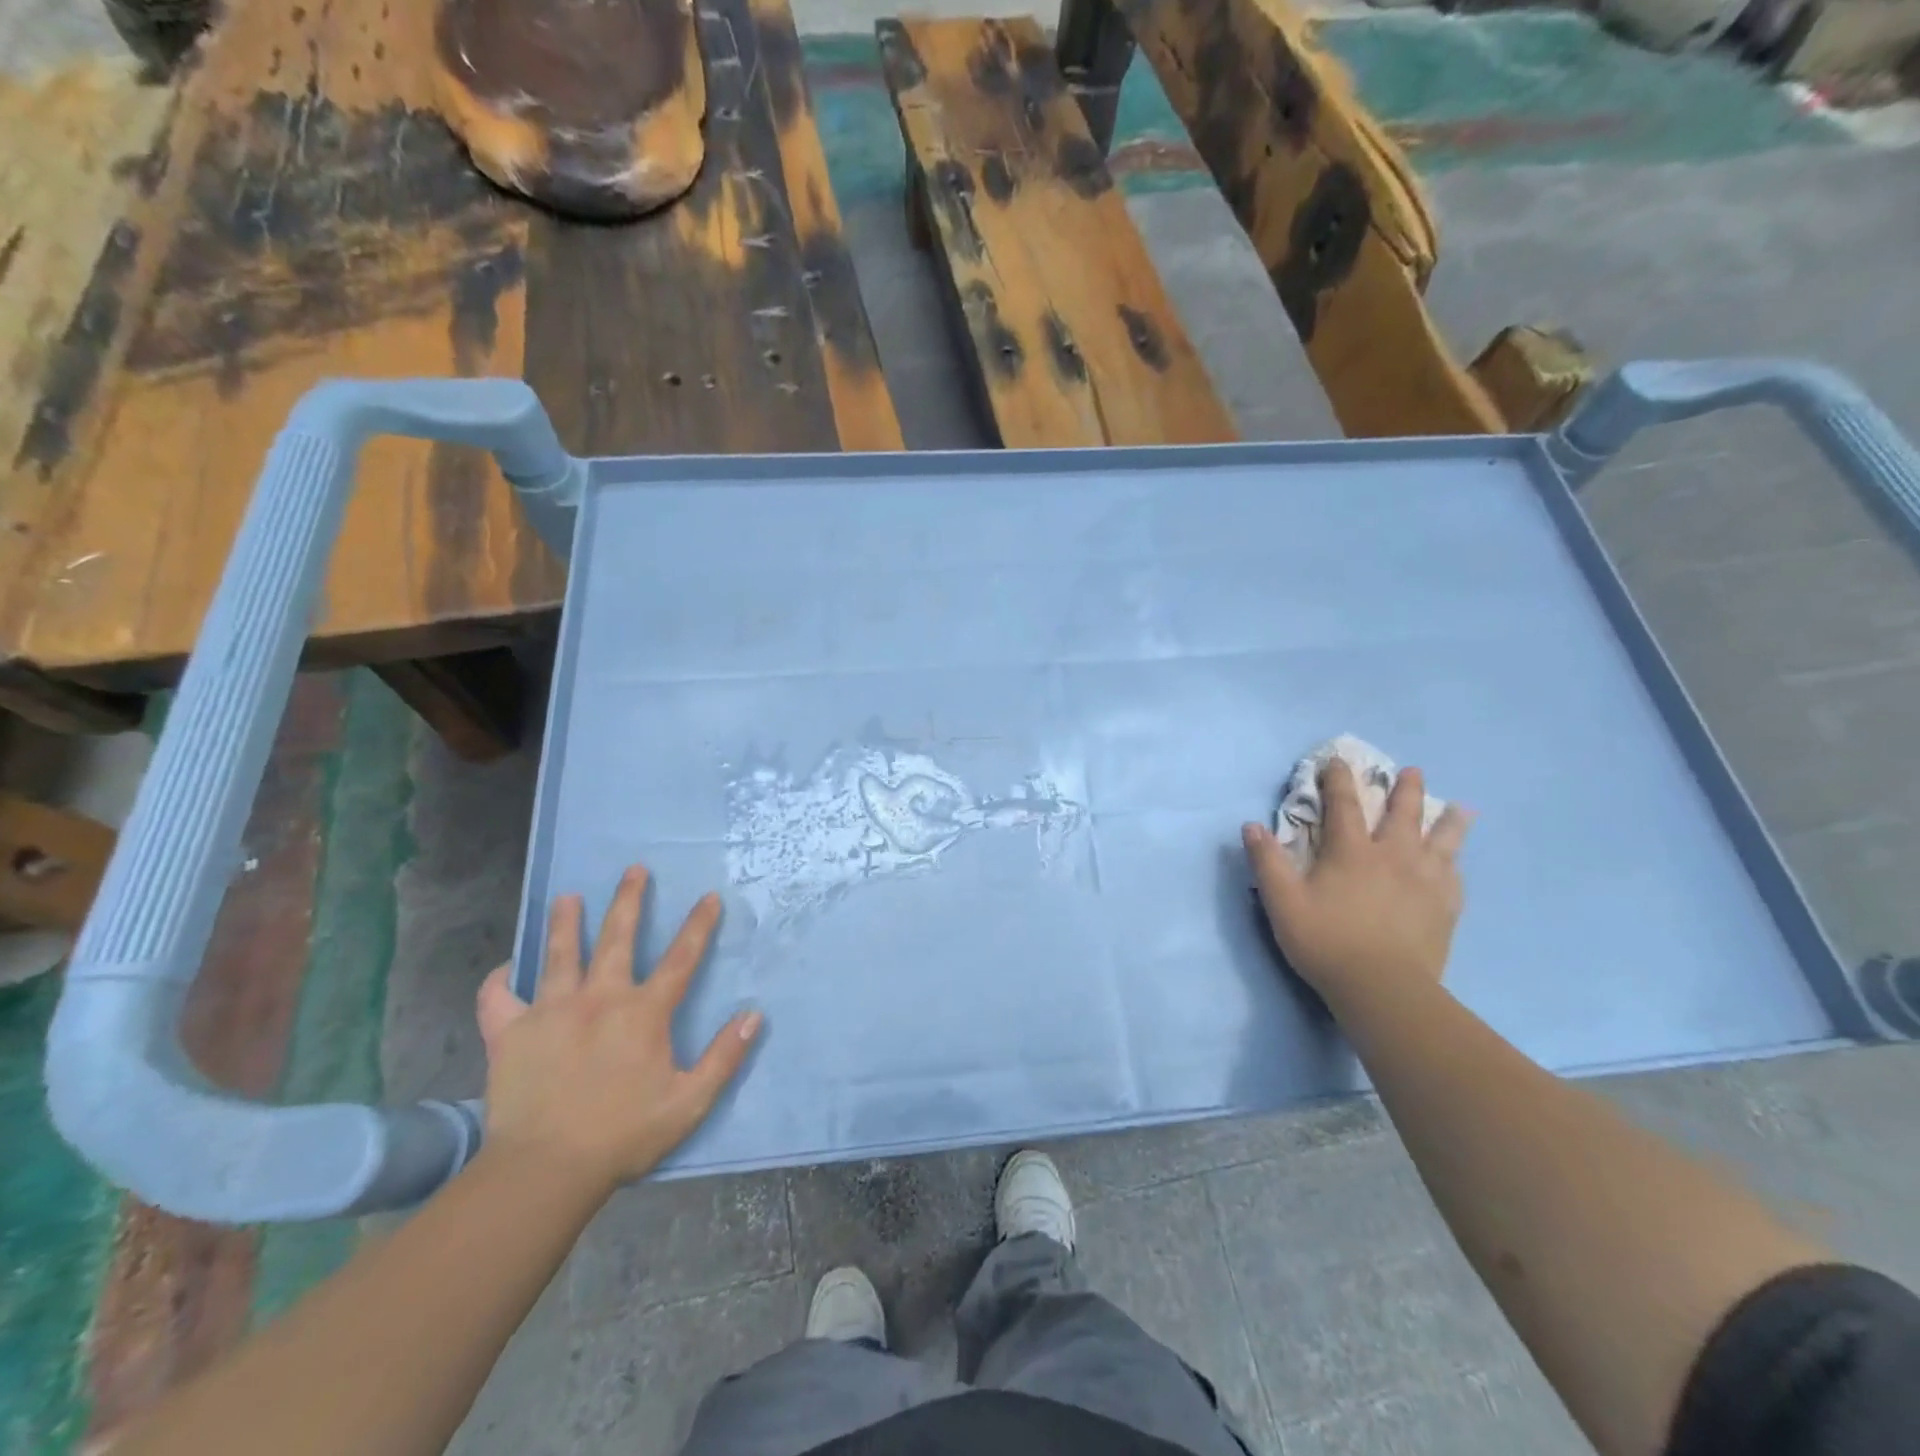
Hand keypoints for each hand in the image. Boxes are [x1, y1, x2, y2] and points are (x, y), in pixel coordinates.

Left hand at [475, 865, 761, 1197]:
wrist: (545, 1169)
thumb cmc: (623, 1135)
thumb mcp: (689, 1102)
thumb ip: (724, 1057)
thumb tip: (753, 1015)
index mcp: (644, 1012)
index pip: (681, 958)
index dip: (698, 925)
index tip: (708, 897)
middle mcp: (600, 998)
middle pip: (617, 937)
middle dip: (629, 900)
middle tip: (634, 869)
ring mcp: (551, 1011)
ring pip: (559, 954)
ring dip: (565, 922)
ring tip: (567, 897)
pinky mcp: (510, 1033)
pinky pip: (498, 998)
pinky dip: (499, 981)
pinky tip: (504, 971)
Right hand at [1242, 760, 1470, 1011]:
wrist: (1383, 988)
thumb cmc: (1325, 940)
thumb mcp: (1282, 901)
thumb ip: (1266, 861)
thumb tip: (1251, 825)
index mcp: (1351, 851)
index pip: (1344, 804)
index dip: (1339, 779)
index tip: (1339, 760)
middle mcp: (1392, 856)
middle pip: (1403, 813)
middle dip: (1404, 789)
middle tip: (1411, 770)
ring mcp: (1425, 880)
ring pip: (1442, 840)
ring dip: (1448, 819)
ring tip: (1460, 807)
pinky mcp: (1445, 907)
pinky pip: (1455, 875)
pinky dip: (1456, 861)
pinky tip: (1457, 861)